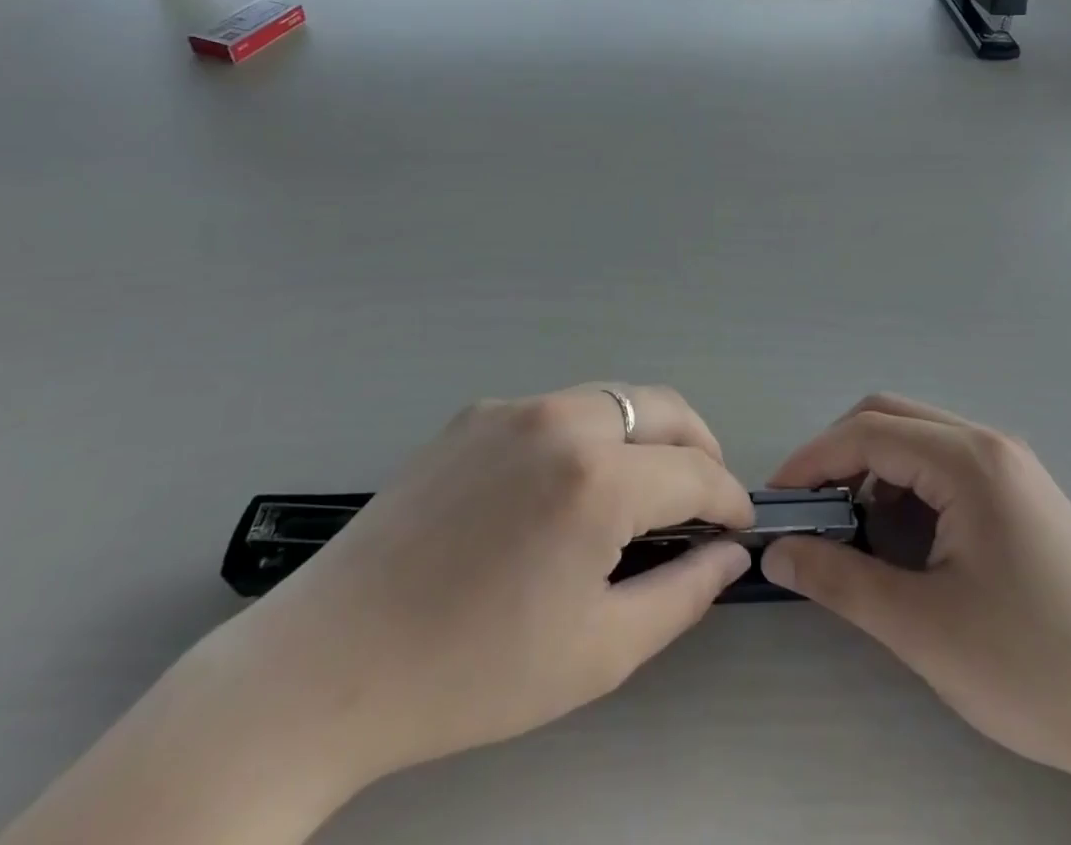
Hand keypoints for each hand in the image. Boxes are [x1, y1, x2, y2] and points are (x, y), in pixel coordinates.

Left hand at [233, 384, 752, 789]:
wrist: (333, 661)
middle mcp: (562, 419)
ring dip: (646, 436)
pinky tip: (565, 489)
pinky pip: (557, 410)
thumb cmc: (476, 671)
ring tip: (642, 492)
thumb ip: (684, 594)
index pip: (697, 471)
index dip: (730, 500)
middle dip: (699, 448)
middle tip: (703, 500)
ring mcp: (513, 407)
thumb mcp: (600, 651)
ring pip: (612, 399)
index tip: (738, 528)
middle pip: (663, 407)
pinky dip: (590, 435)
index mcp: (598, 478)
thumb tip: (728, 553)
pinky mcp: (475, 413)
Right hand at [761, 395, 1070, 844]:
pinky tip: (905, 539)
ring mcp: (1011, 467)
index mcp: (969, 460)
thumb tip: (776, 551)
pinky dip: (907, 486)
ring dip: (873, 469)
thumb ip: (840, 580)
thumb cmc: (1035, 669)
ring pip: (917, 439)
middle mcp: (990, 444)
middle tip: (809, 511)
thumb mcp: (923, 629)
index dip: (811, 460)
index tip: (775, 501)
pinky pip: (945, 465)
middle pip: (889, 418)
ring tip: (853, 531)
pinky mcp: (1022, 495)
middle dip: (839, 455)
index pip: (867, 432)